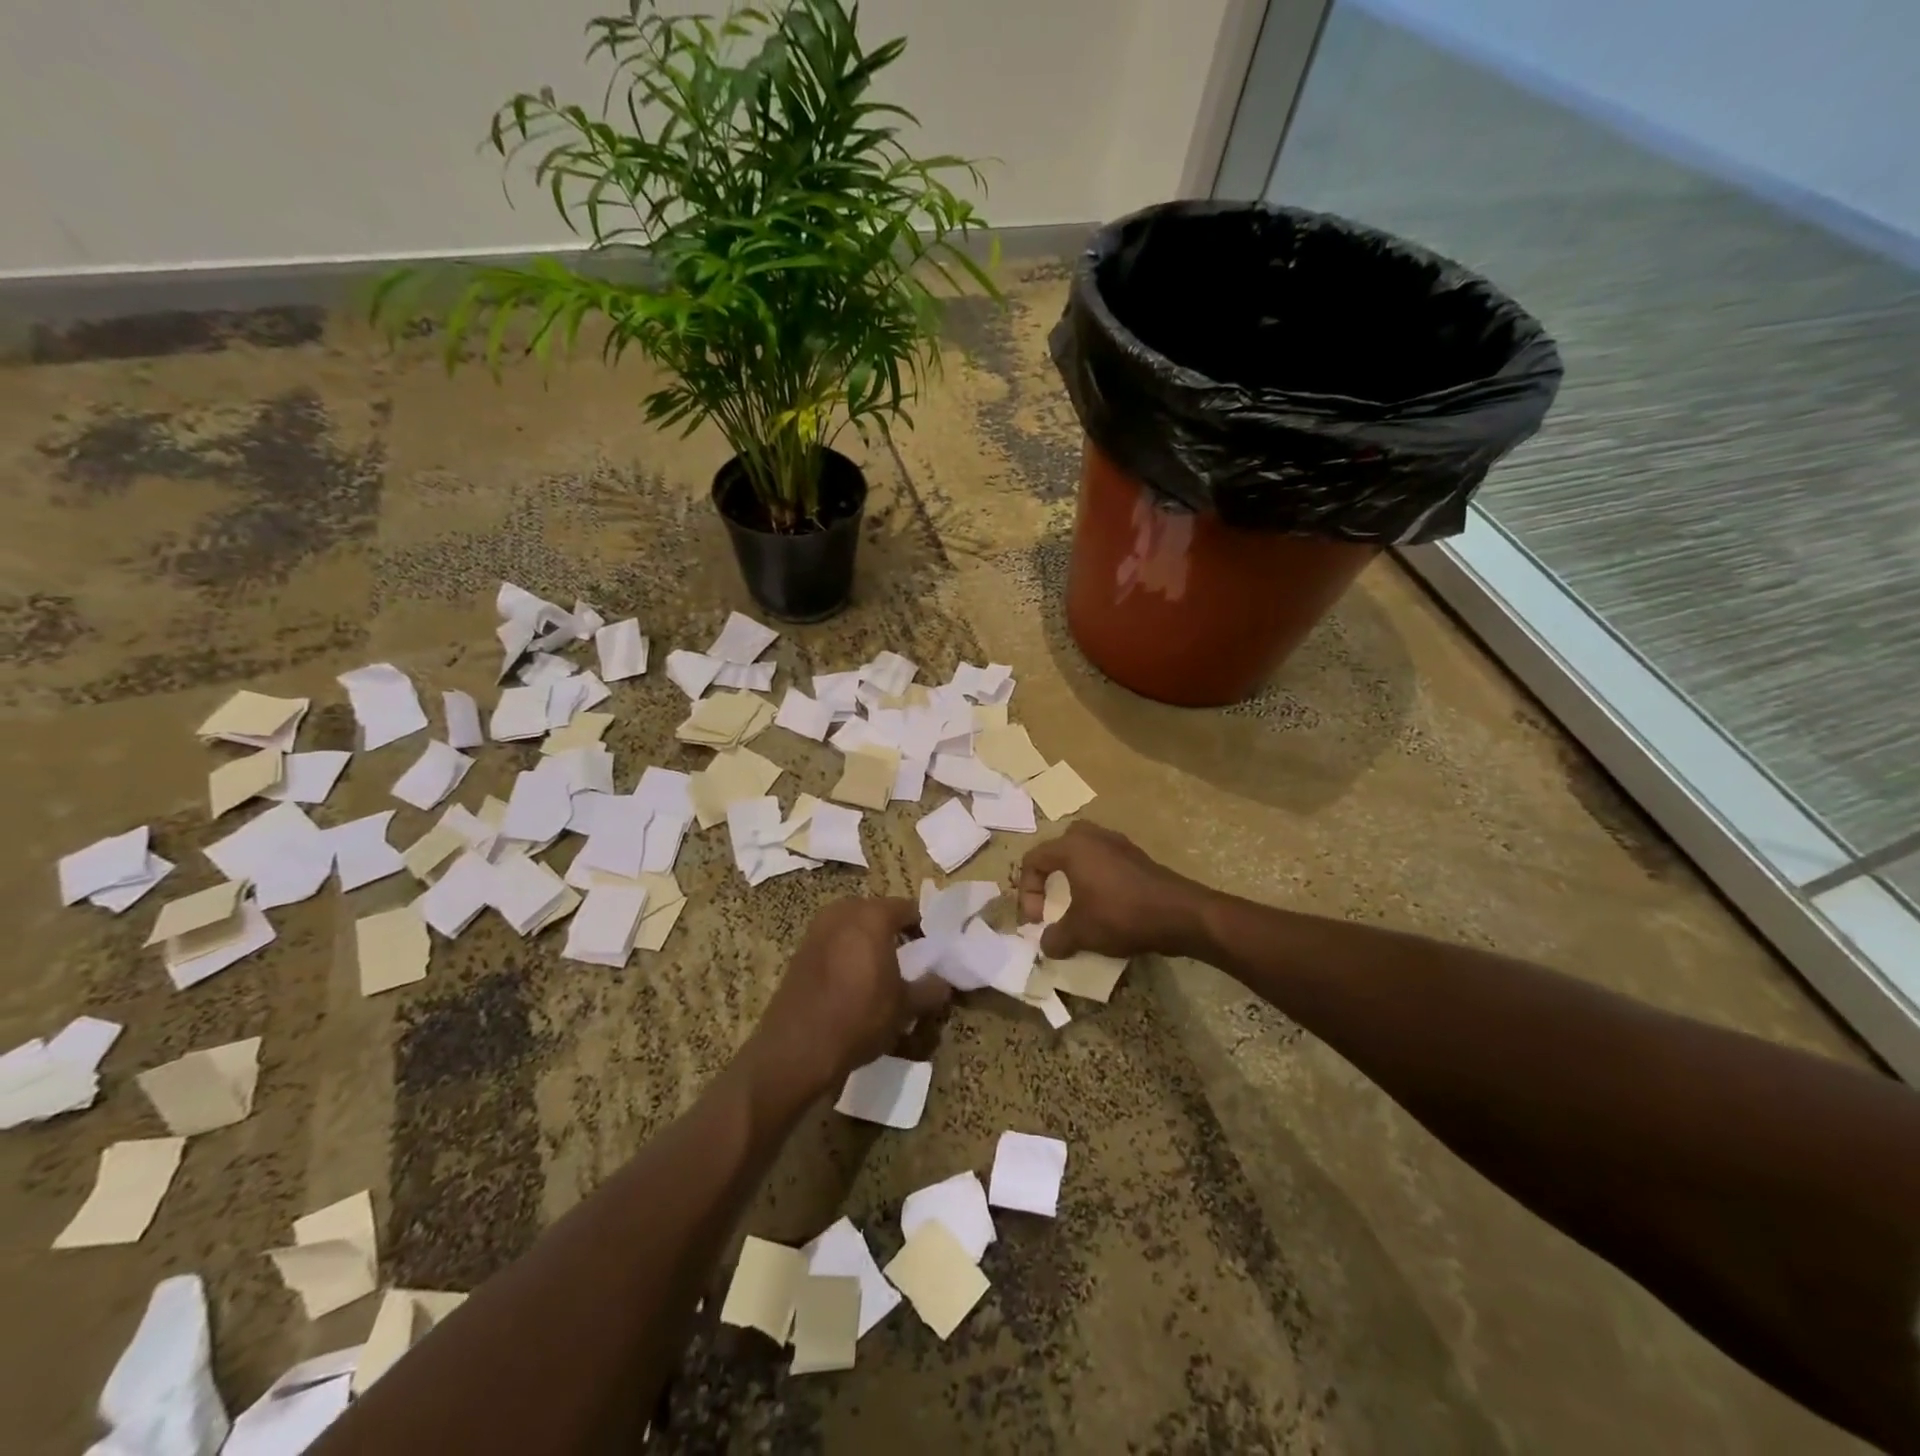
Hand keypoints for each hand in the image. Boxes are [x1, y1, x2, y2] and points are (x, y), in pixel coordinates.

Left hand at [749, 896, 952, 1098]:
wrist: (797, 1049)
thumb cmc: (859, 1018)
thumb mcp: (905, 1007)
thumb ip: (930, 989)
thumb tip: (943, 982)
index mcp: (871, 916)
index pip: (908, 908)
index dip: (924, 927)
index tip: (933, 949)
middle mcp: (842, 912)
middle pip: (878, 913)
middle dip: (894, 931)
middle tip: (909, 959)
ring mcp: (817, 930)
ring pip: (853, 927)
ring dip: (868, 942)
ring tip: (882, 972)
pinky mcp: (800, 951)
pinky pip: (834, 942)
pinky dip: (847, 954)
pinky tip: (853, 983)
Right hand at [1017, 823, 1205, 959]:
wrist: (1180, 914)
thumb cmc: (1121, 915)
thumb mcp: (1080, 933)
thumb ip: (1055, 938)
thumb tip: (1046, 944)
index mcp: (1072, 847)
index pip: (1034, 860)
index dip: (1027, 892)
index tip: (1037, 921)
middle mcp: (1094, 837)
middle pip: (1059, 847)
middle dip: (1050, 874)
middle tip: (1052, 899)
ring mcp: (1119, 844)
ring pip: (1085, 852)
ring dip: (1075, 876)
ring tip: (1077, 903)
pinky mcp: (1138, 857)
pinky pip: (1106, 861)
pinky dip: (1098, 879)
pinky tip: (1105, 905)